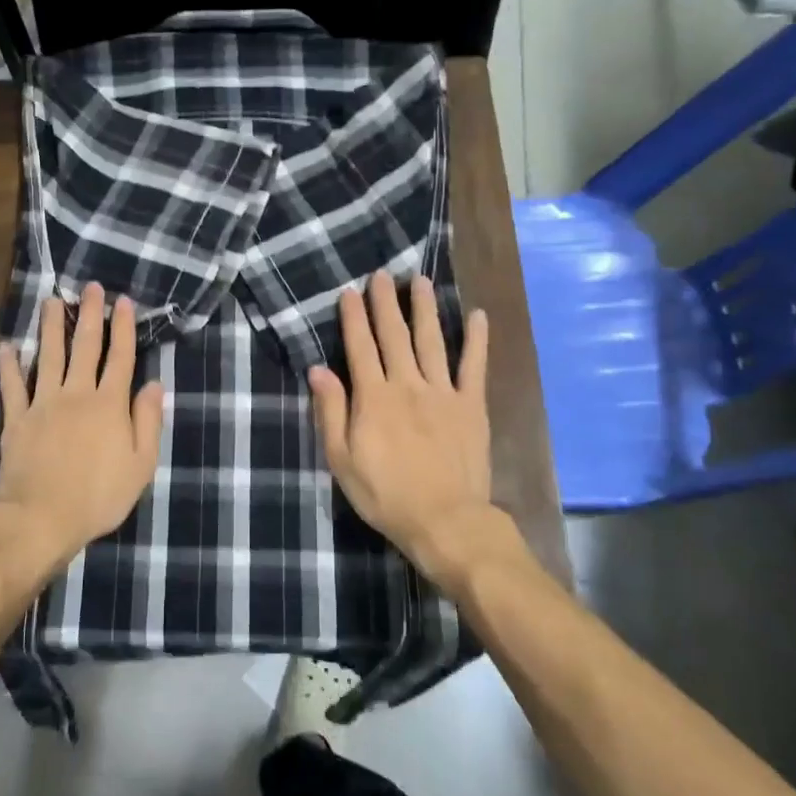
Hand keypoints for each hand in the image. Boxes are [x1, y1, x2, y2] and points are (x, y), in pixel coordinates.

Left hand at [0, 282, 165, 576]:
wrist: (41, 517)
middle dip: (89, 315)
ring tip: (51, 301)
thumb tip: (155, 384)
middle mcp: (77, 394)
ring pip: (48, 356)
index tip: (123, 301)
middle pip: (85, 347)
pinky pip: (12, 386)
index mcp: (109, 404)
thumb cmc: (99, 496)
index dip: (123, 328)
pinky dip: (9, 365)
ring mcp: (43, 404)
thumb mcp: (140, 465)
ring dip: (50, 327)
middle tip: (89, 287)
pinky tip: (6, 346)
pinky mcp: (17, 419)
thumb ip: (148, 421)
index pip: (120, 357)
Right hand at [308, 272, 518, 593]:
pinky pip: (474, 366)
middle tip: (381, 274)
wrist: (444, 520)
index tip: (350, 292)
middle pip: (394, 336)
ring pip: (431, 341)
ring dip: (424, 309)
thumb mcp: (342, 460)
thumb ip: (331, 412)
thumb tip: (318, 370)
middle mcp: (407, 385)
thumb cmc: (385, 494)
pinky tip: (477, 315)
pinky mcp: (471, 406)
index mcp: (373, 398)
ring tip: (421, 281)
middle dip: (385, 303)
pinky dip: (477, 340)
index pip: (360, 348)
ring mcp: (443, 393)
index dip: (354, 318)